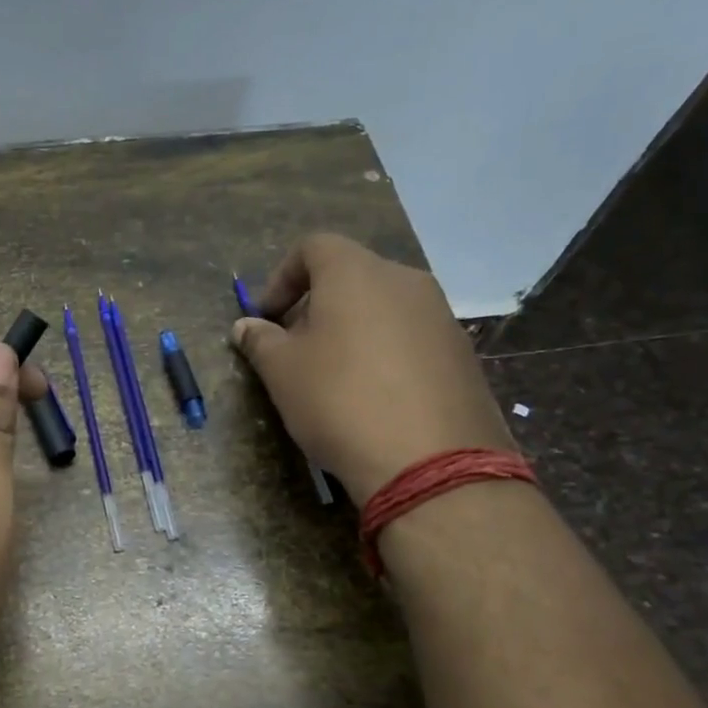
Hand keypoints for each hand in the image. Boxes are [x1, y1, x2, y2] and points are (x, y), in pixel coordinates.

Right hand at [233, 233, 513, 502]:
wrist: (429, 461)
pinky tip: (373, 396)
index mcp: (356, 273)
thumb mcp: (282, 372)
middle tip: (295, 349)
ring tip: (333, 376)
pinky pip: (410, 336)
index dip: (282, 277)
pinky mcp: (461, 352)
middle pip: (350, 276)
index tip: (267, 318)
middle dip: (315, 306)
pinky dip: (384, 351)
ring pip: (382, 307)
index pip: (313, 247)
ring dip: (351, 329)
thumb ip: (260, 341)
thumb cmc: (339, 401)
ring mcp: (440, 315)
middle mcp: (404, 280)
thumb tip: (246, 326)